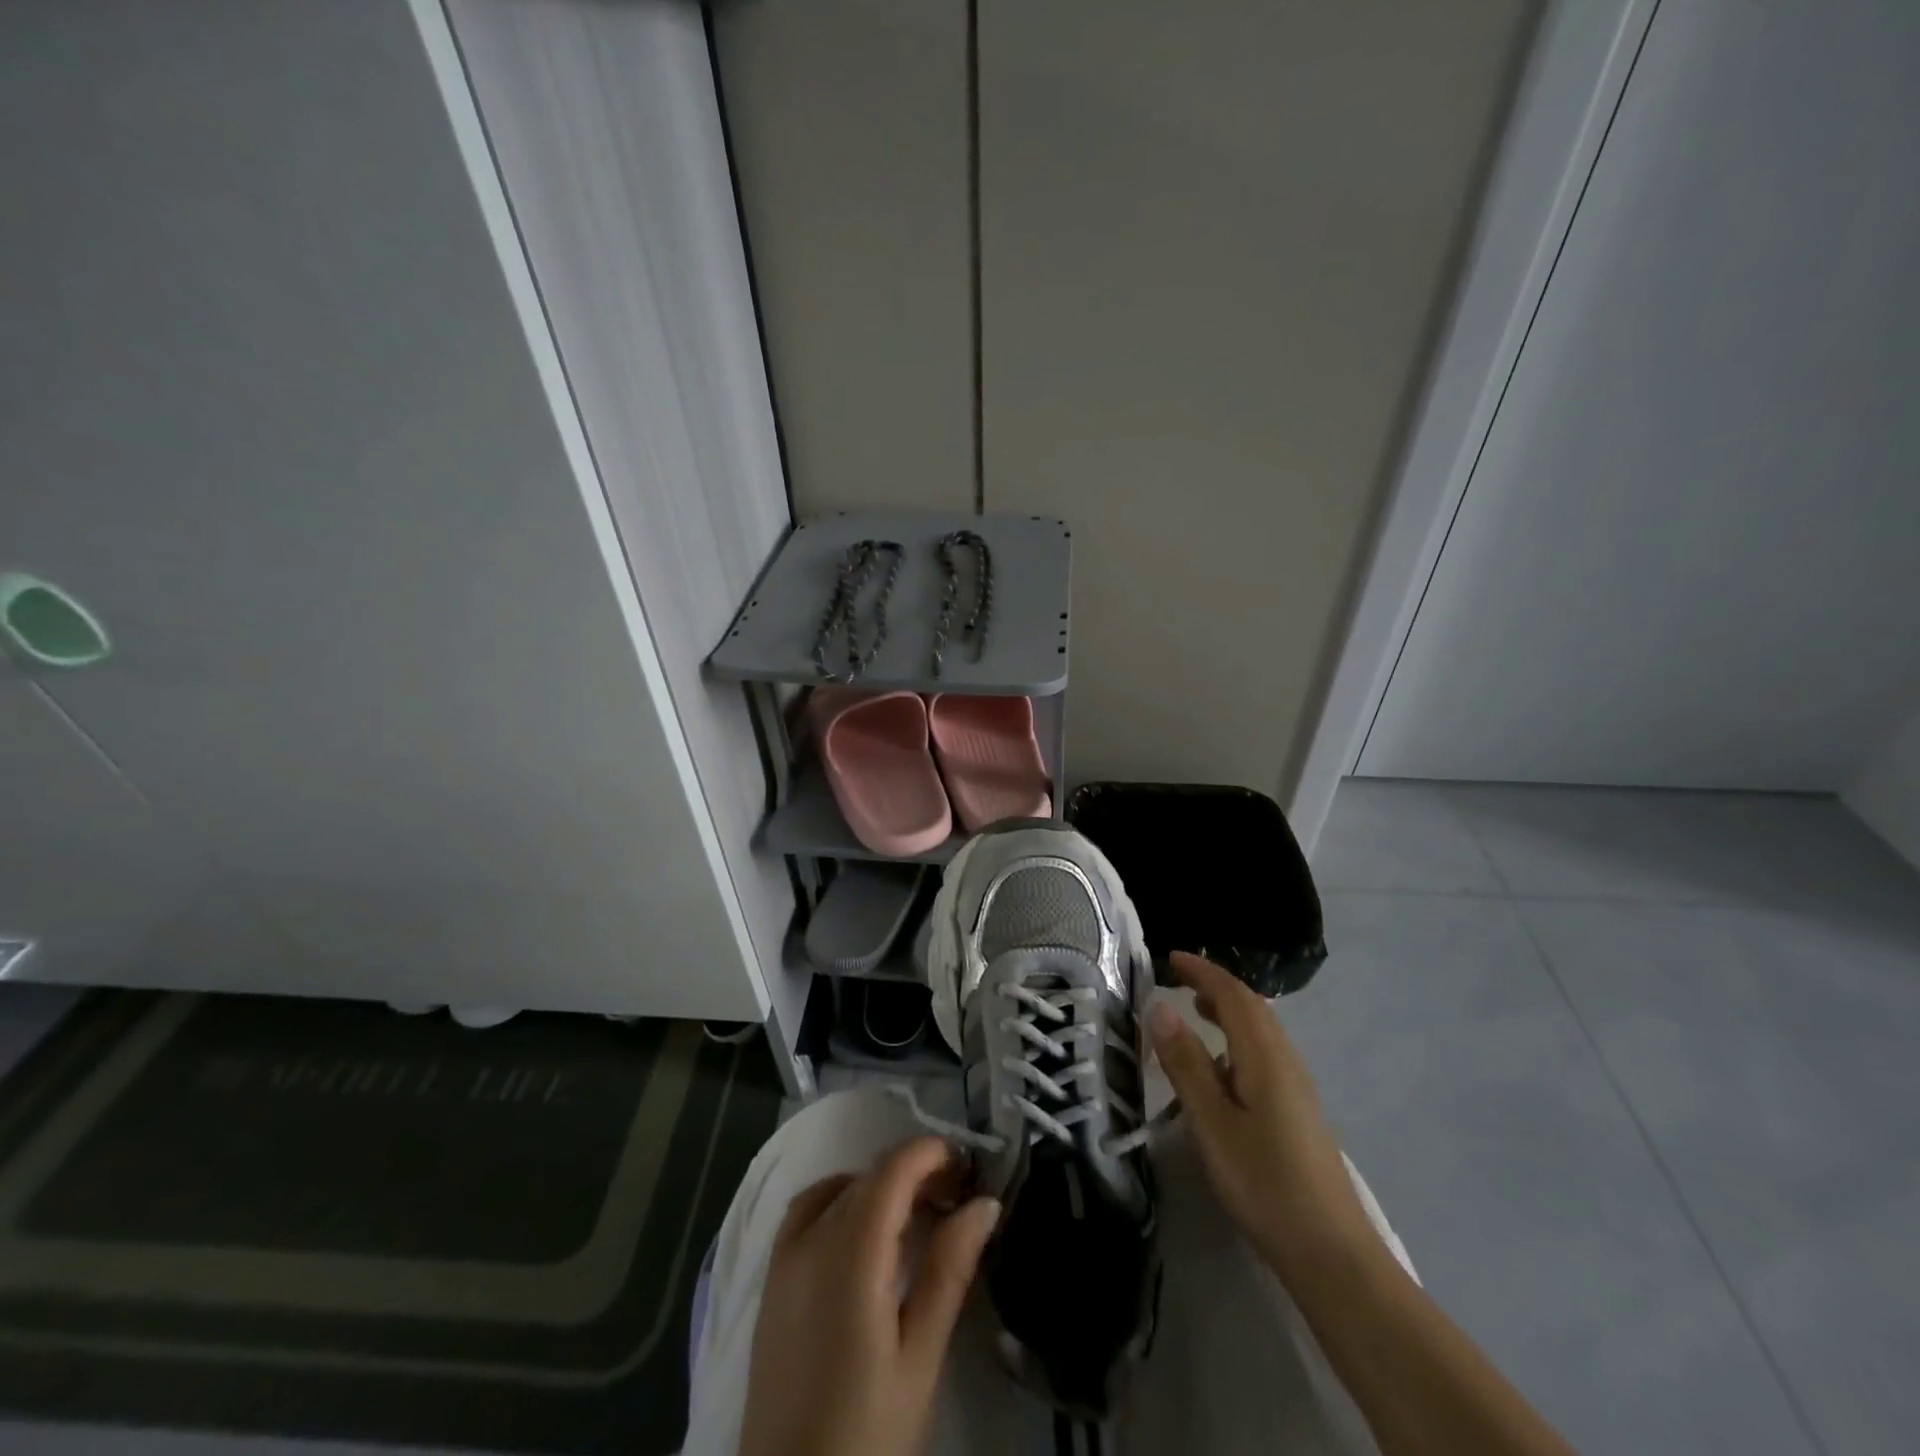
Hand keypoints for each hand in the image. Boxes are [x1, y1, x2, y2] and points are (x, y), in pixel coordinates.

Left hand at [739, 1136, 1000, 1455]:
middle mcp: (811, 1239)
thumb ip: (949, 1270)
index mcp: (851, 1253)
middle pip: (868, 1177)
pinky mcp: (771, 1281)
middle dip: (914, 1173)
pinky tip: (863, 1231)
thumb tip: (985, 1202)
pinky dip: (840, 1199)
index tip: (969, 1167)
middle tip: (956, 1198)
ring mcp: (784, 1258)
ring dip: (878, 1186)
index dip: (932, 1154)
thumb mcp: (920, 1357)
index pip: (893, 1170)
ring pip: (838, 1189)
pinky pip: (806, 1211)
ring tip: (914, 1214)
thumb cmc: (867, 1434)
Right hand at [1148, 951, 1375, 1283]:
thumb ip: (1186, 1063)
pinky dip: (1237, 1038)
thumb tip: (1161, 1006)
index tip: (1170, 957)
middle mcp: (1286, 1061)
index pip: (1234, 995)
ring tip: (1194, 1010)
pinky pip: (1263, 1053)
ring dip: (1228, 1010)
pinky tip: (1220, 1065)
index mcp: (1265, 1056)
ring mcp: (1296, 1087)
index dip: (1203, 971)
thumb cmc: (1265, 1183)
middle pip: (1252, 1007)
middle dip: (1216, 984)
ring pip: (1260, 1031)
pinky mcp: (1297, 1110)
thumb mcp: (1212, 1123)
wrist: (1332, 1253)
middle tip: (1178, 977)